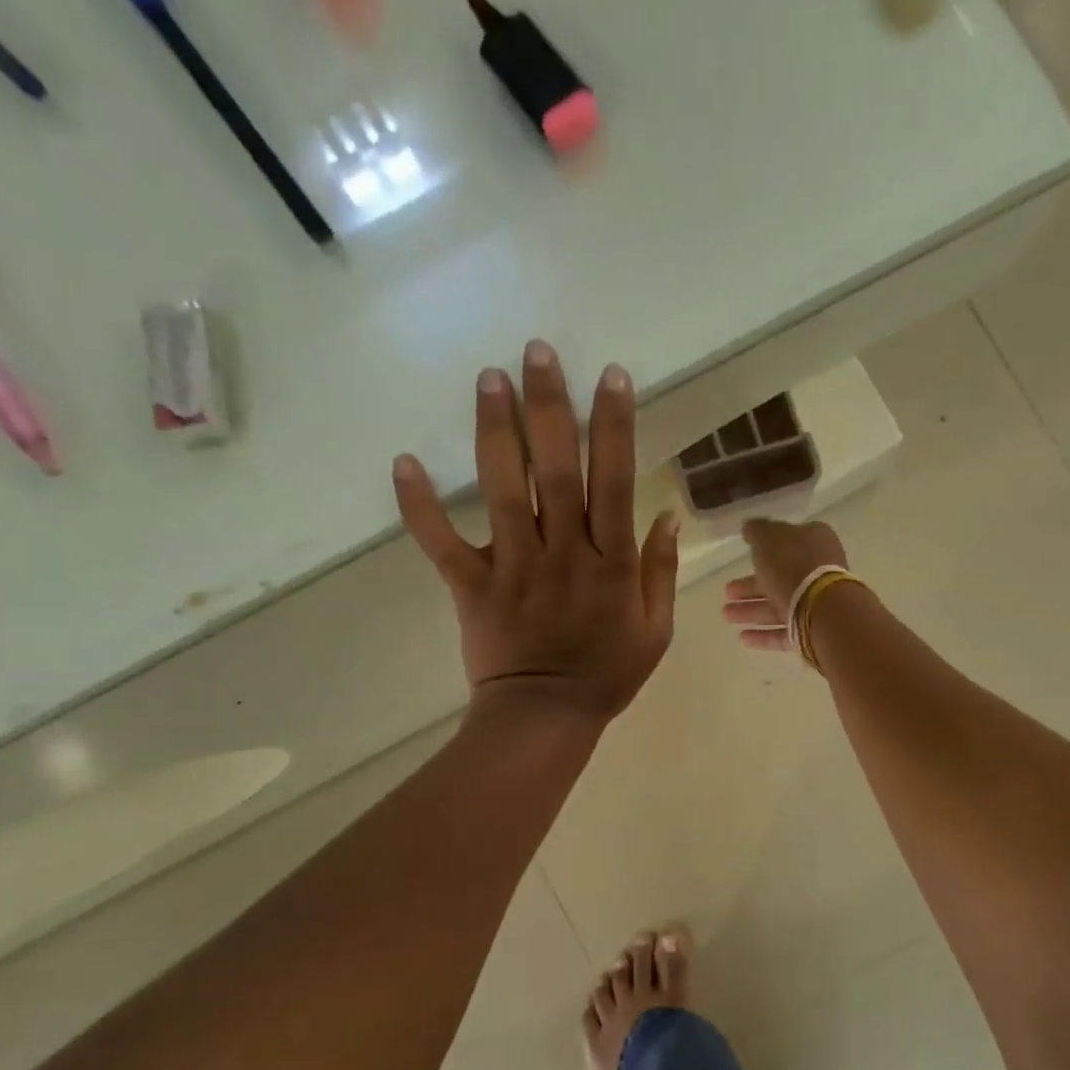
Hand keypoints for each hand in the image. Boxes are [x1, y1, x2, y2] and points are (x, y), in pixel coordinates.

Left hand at [393, 341, 679, 721]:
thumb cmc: (607, 674)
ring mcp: (514, 567)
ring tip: (489, 379)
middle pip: (557, 470)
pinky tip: (403, 461)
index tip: (610, 376)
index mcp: (612, 564)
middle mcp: (564, 554)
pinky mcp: (472, 586)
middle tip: (537, 351)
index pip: (616, 482)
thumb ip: (660, 571)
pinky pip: (442, 542)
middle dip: (550, 407)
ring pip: (504, 491)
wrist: (545, 718)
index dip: (615, 426)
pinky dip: (420, 505)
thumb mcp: (657, 630)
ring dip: (496, 432)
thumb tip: (666, 514)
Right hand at [721, 519, 850, 651]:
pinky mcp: (814, 631)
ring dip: (751, 610)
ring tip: (726, 615)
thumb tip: (750, 526)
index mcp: (814, 542)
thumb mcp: (768, 538)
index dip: (764, 548)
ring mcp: (818, 602)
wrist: (821, 608)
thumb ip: (757, 531)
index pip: (787, 541)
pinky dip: (764, 634)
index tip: (744, 555)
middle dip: (751, 586)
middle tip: (727, 592)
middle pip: (780, 577)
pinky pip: (786, 630)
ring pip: (779, 605)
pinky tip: (742, 637)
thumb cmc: (793, 565)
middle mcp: (819, 570)